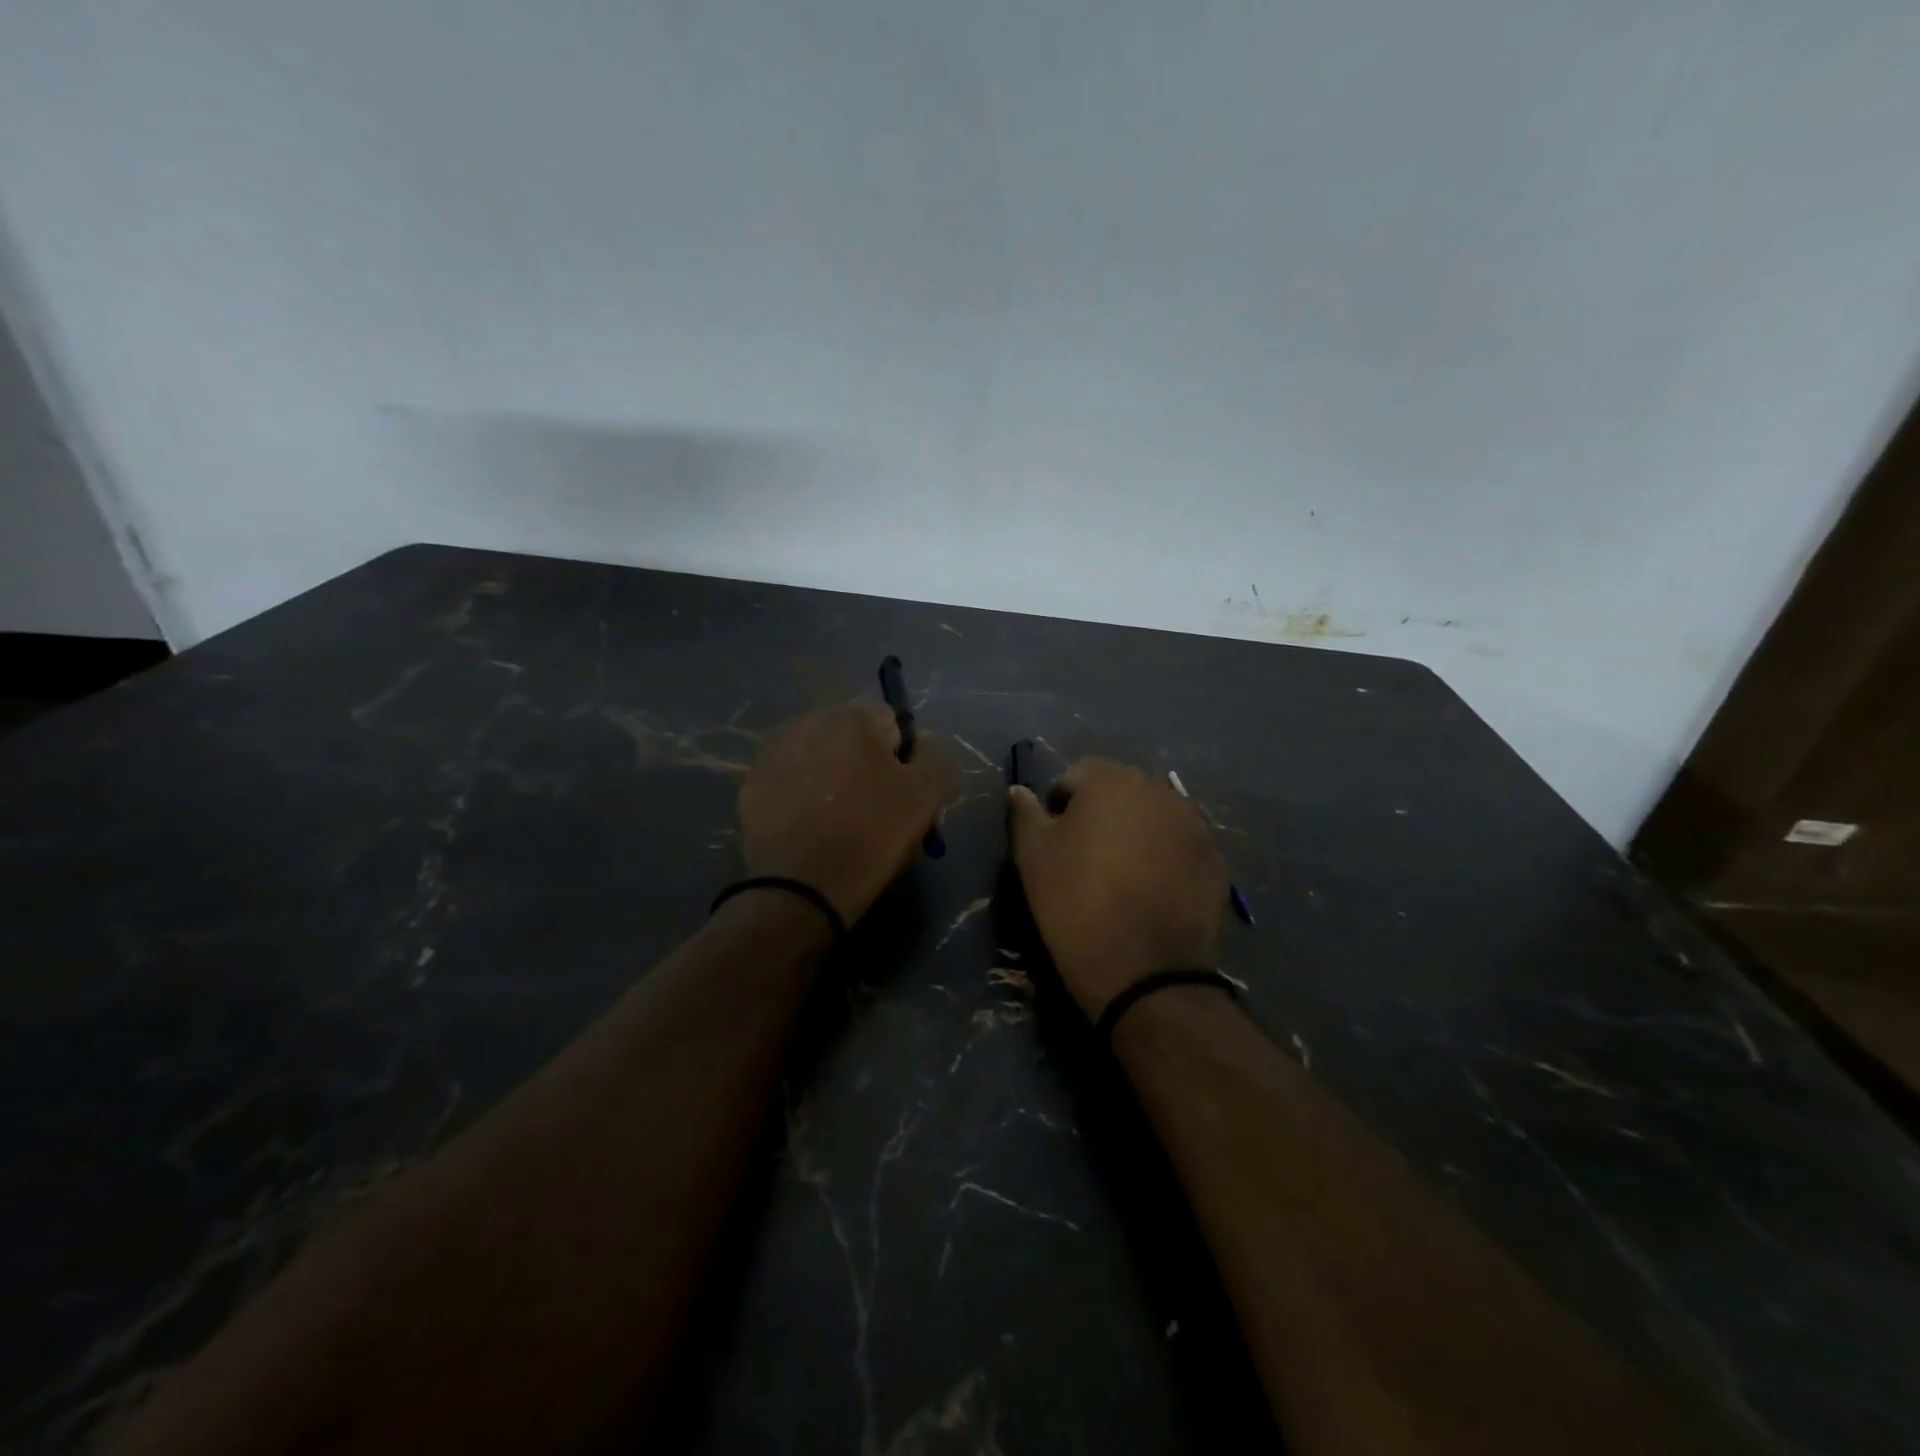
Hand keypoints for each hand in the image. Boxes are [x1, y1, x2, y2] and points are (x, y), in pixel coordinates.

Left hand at [739, 702, 954, 925]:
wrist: (801, 890)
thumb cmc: (871, 836)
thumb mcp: (925, 795)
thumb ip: (934, 755)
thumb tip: (921, 741)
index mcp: (851, 718)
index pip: (891, 721)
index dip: (901, 756)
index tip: (900, 791)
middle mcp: (807, 722)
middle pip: (850, 734)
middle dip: (861, 759)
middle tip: (870, 804)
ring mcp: (772, 753)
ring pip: (816, 755)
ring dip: (828, 773)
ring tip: (835, 816)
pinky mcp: (750, 785)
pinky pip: (788, 779)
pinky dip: (800, 793)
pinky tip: (807, 825)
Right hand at [1008, 758, 1228, 1017]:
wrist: (1145, 972)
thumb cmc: (1077, 903)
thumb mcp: (1033, 857)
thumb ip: (1025, 814)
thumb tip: (1019, 791)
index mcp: (1112, 781)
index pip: (1077, 775)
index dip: (1059, 805)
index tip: (1053, 842)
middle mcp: (1159, 791)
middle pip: (1120, 792)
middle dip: (1101, 815)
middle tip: (1085, 858)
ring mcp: (1194, 825)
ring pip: (1153, 818)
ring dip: (1135, 834)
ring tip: (1121, 877)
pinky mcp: (1215, 861)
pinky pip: (1180, 847)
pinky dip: (1165, 859)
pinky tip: (1152, 893)